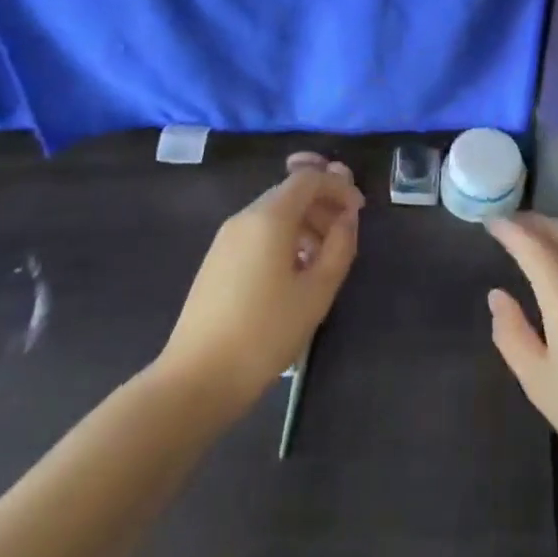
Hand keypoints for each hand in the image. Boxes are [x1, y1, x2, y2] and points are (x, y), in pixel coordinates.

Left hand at [158, 154, 362, 414]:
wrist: (197, 378)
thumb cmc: (265, 332)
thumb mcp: (316, 291)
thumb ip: (339, 246)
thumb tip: (348, 217)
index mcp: (269, 217)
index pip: (308, 178)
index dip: (338, 186)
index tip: (360, 209)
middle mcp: (245, 218)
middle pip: (290, 192)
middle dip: (323, 204)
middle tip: (347, 232)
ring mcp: (226, 239)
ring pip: (274, 214)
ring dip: (306, 223)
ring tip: (326, 257)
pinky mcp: (217, 260)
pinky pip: (258, 233)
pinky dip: (285, 238)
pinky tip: (296, 272)